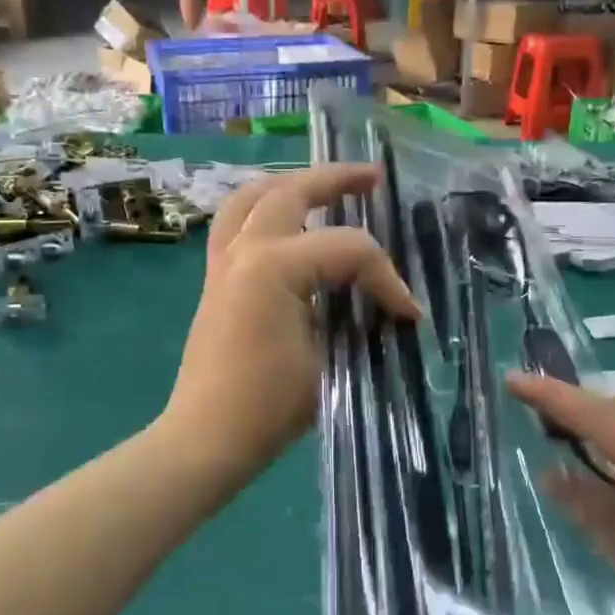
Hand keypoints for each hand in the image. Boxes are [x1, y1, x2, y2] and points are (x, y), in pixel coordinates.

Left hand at [162, 166, 418, 486]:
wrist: (206, 437)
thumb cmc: (268, 406)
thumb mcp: (329, 361)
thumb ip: (359, 321)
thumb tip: (388, 309)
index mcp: (273, 267)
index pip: (347, 251)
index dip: (387, 278)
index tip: (408, 314)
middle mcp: (244, 250)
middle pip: (292, 192)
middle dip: (336, 179)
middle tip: (373, 177)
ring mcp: (223, 260)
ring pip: (252, 196)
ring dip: (291, 183)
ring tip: (323, 184)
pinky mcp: (214, 277)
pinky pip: (235, 221)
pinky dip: (262, 207)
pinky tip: (283, 218)